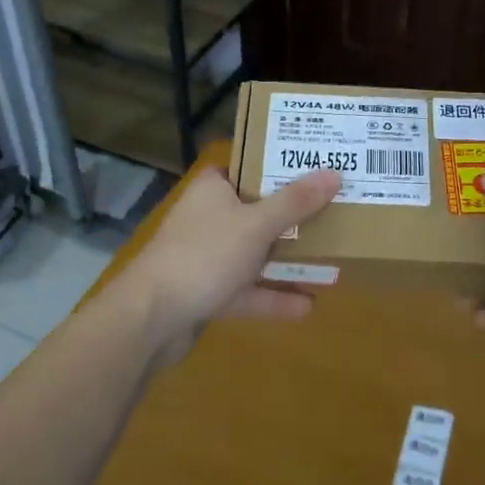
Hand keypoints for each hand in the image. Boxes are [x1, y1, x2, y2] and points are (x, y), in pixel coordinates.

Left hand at [112, 165, 340, 361]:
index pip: (250, 167)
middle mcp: (209, 218)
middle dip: (294, 217)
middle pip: (258, 211)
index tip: (317, 168)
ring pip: (255, 253)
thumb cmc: (204, 255)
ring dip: (287, 260)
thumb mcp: (256, 224)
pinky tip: (307, 306)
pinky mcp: (208, 292)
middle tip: (334, 212)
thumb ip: (295, 202)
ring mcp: (207, 257)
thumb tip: (334, 173)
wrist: (150, 319)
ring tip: (330, 262)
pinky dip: (273, 297)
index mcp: (214, 189)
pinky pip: (248, 290)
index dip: (281, 166)